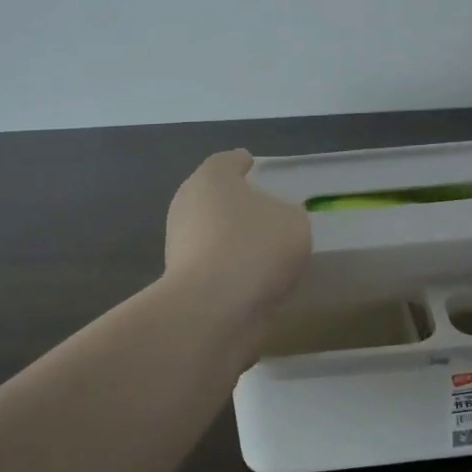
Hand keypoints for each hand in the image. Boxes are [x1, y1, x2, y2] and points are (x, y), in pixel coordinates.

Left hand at [164, 149, 312, 321]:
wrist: (214, 309)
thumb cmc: (255, 247)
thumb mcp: (293, 222)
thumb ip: (287, 214)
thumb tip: (274, 221)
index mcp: (211, 178)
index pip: (228, 162)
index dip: (243, 163)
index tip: (253, 166)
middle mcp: (187, 205)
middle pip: (214, 197)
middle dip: (236, 204)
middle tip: (264, 211)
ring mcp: (178, 244)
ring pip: (211, 233)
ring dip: (231, 239)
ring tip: (264, 251)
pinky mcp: (180, 280)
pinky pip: (212, 266)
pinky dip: (228, 269)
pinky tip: (252, 280)